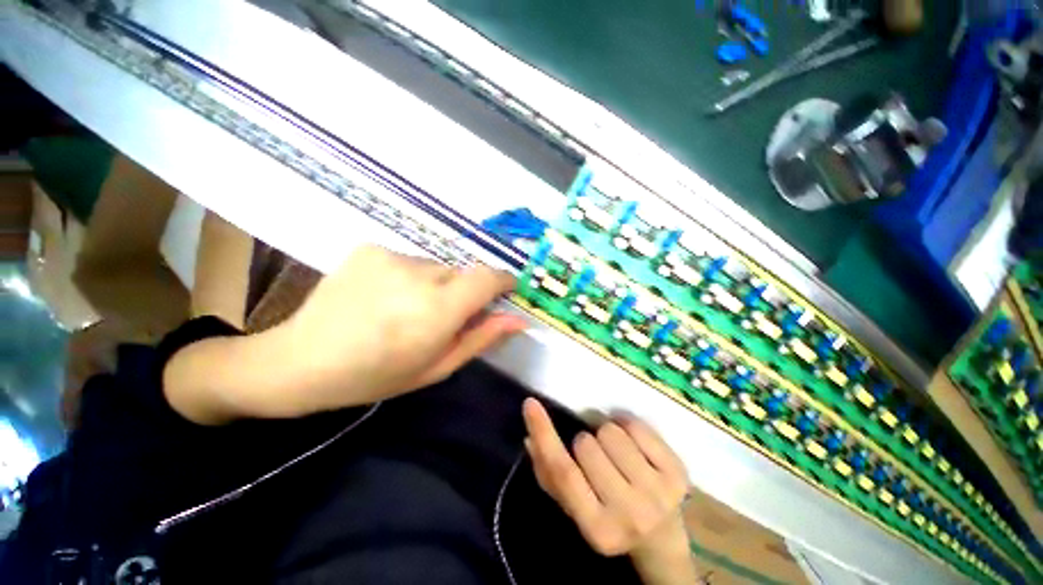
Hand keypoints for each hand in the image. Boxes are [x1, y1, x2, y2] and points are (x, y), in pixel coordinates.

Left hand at [277, 245, 525, 412]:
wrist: (300, 360)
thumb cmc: (376, 375)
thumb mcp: (437, 366)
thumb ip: (482, 338)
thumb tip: (517, 319)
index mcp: (438, 309)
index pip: (488, 277)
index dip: (503, 281)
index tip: (504, 292)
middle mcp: (419, 274)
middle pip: (462, 273)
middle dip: (462, 293)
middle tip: (439, 318)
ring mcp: (391, 255)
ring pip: (436, 267)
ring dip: (434, 286)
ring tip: (405, 309)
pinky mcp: (371, 248)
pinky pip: (409, 260)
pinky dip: (409, 277)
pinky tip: (384, 297)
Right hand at [522, 398, 696, 582]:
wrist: (661, 539)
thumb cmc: (609, 518)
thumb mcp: (574, 507)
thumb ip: (550, 475)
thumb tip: (530, 438)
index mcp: (597, 528)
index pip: (563, 472)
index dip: (544, 434)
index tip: (530, 404)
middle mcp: (629, 514)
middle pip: (586, 445)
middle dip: (584, 443)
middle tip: (597, 458)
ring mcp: (658, 493)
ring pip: (610, 431)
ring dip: (606, 434)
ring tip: (616, 454)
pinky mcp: (678, 473)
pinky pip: (637, 426)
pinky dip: (628, 426)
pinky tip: (633, 445)